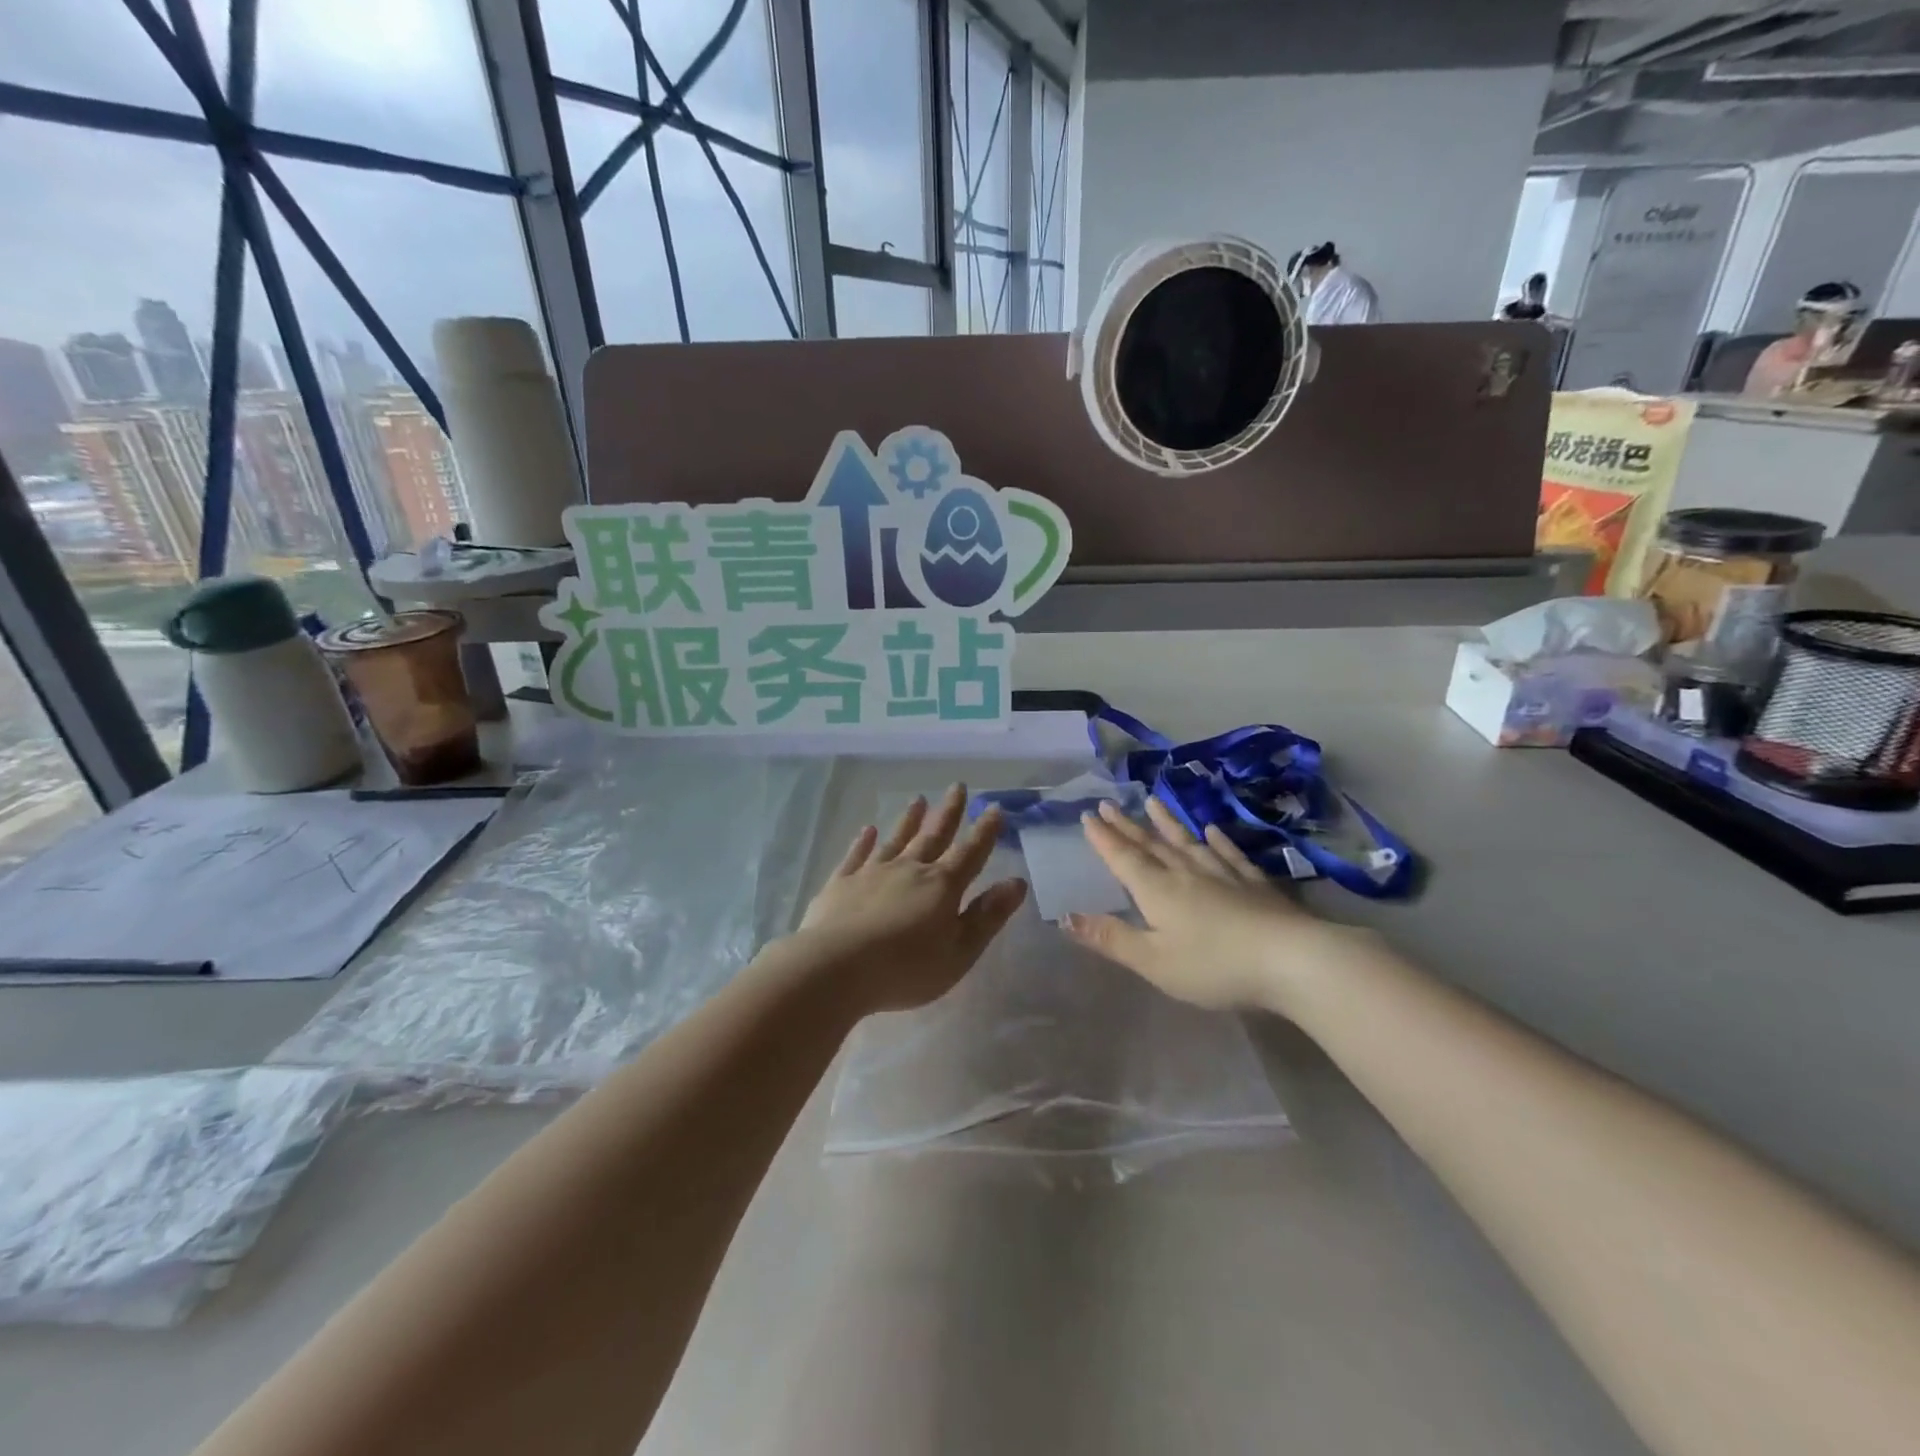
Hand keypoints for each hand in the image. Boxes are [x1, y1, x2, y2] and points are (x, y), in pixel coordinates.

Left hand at [792, 785, 1028, 1013]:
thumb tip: (1016, 883)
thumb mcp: (958, 952)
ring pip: (896, 839)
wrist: (835, 968)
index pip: (970, 853)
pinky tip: (868, 830)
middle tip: (957, 787)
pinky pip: (856, 855)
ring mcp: (872, 873)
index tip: (994, 808)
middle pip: (933, 836)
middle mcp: (909, 870)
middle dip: (948, 812)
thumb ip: (987, 917)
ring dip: (909, 820)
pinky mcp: (841, 883)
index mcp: (941, 887)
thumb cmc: (905, 968)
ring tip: (918, 800)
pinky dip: (864, 841)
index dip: (985, 832)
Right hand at [1063, 798, 1309, 1009]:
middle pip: (1151, 845)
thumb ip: (1111, 938)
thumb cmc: (1213, 965)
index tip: (1089, 815)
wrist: (1290, 959)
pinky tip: (1212, 829)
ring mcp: (1223, 874)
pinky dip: (1218, 840)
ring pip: (1188, 842)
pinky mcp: (1255, 883)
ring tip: (1153, 801)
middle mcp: (1185, 873)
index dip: (1104, 839)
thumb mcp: (1153, 961)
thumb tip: (1066, 917)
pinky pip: (1229, 854)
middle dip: (1127, 826)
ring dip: (1168, 822)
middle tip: (1109, 803)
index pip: (1123, 859)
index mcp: (1157, 891)